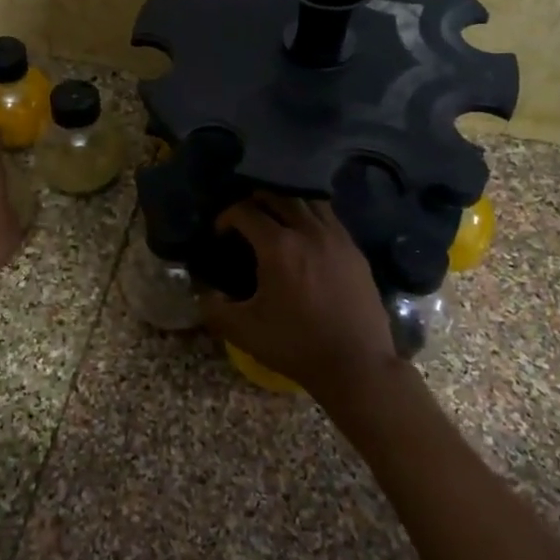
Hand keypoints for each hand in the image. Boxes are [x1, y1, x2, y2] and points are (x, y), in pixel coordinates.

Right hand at [200, 193, 406, 409]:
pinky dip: (311, 215)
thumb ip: (214, 308)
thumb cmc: (296, 345)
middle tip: (244, 218)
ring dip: (286, 202)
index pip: (245, 211)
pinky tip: (305, 236)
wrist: (356, 364)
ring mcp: (336, 238)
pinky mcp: (354, 250)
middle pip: (278, 196)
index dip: (226, 216)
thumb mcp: (244, 331)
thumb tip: (202, 293)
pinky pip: (329, 217)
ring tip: (275, 219)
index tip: (220, 233)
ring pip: (308, 200)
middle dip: (255, 200)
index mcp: (279, 247)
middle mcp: (308, 231)